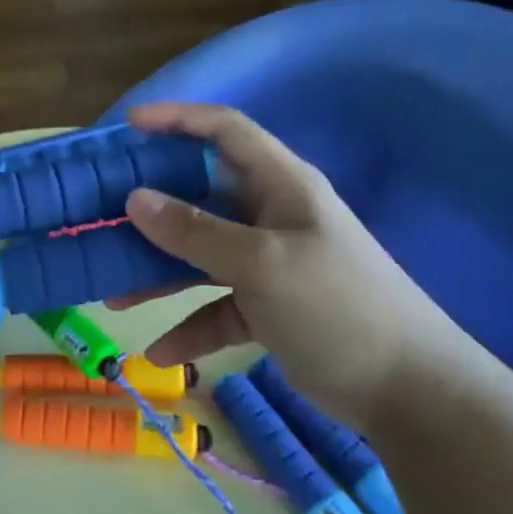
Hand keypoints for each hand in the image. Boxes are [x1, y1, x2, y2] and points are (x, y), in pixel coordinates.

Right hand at [122, 103, 464, 428]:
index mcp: (279, 185)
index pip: (224, 130)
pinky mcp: (267, 306)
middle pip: (199, 194)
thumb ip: (195, 232)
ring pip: (199, 254)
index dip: (177, 119)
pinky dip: (189, 325)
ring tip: (111, 293)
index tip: (126, 128)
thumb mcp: (261, 265)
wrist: (412, 394)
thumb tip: (134, 198)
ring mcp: (267, 261)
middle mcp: (270, 214)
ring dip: (158, 272)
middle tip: (100, 213)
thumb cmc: (338, 307)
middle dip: (150, 205)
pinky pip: (215, 305)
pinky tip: (161, 354)